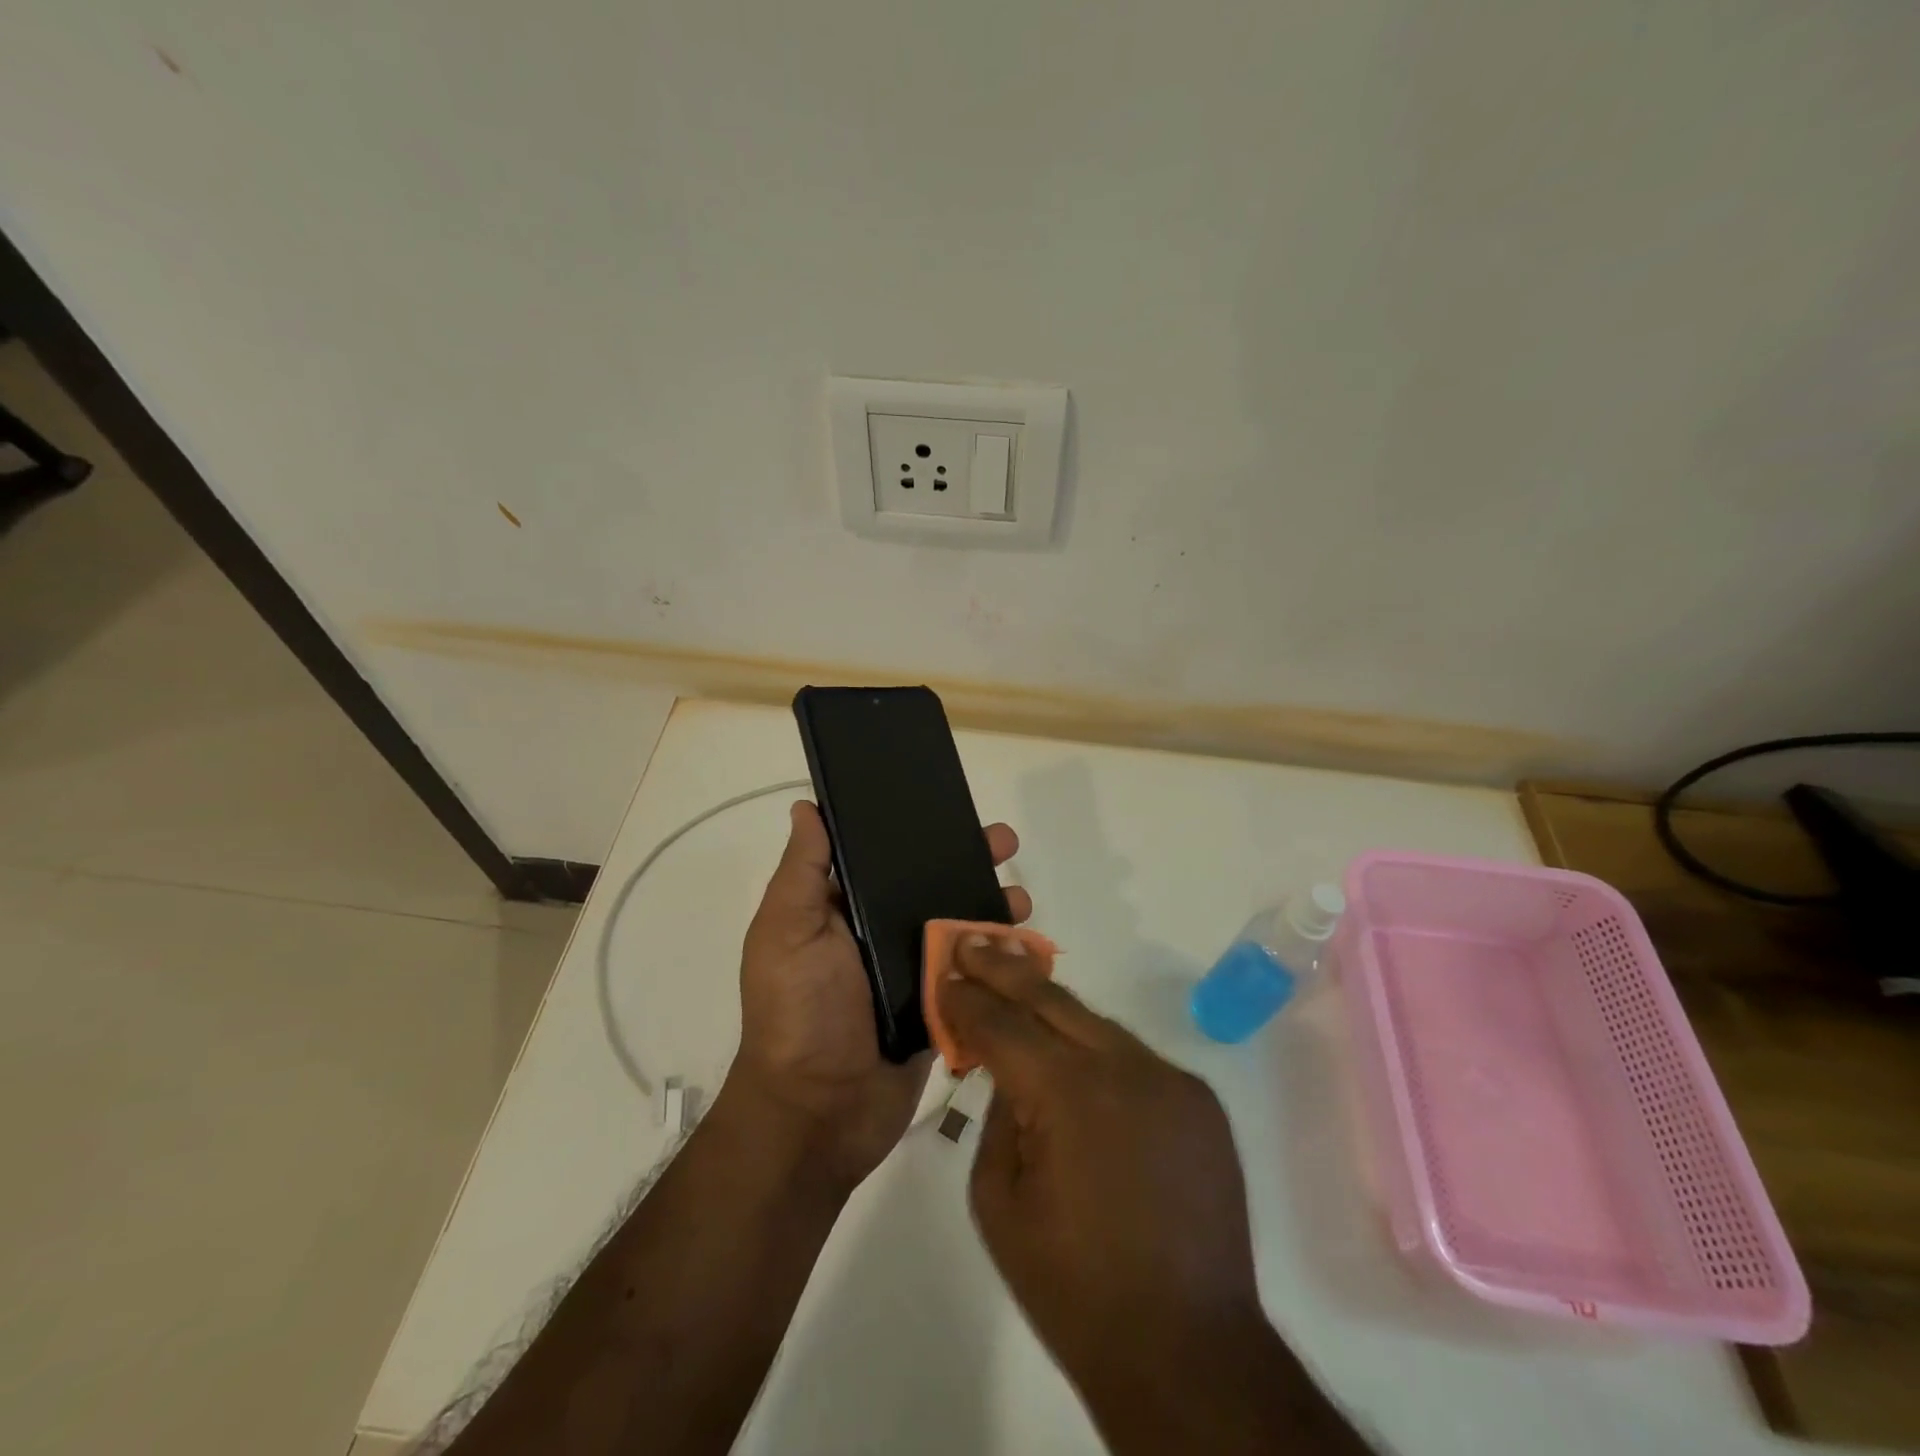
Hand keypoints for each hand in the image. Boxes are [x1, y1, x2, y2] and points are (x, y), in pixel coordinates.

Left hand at [728, 802, 1032, 1191]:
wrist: (819, 1113)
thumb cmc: (799, 1012)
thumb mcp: (786, 932)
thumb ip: (802, 871)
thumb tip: (807, 806)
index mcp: (845, 910)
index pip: (885, 858)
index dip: (917, 831)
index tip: (951, 808)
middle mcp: (881, 934)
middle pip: (932, 885)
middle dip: (969, 861)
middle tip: (1004, 843)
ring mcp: (914, 972)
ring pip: (961, 926)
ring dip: (993, 906)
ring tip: (1021, 899)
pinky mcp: (942, 1008)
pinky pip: (975, 973)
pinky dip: (1000, 956)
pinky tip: (1027, 943)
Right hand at [939, 939, 1366, 1455]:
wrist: (1189, 1354)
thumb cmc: (1075, 1289)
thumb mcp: (999, 1204)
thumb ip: (997, 1118)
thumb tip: (1008, 1072)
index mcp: (1069, 1095)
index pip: (1004, 1025)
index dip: (968, 999)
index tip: (945, 974)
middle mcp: (1126, 1068)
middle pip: (1053, 1000)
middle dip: (1006, 969)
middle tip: (972, 941)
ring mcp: (1171, 1079)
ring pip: (1097, 1024)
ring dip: (1053, 1006)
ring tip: (1015, 982)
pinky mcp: (1199, 1100)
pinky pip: (1134, 1058)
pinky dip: (1096, 1051)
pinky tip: (1073, 1057)